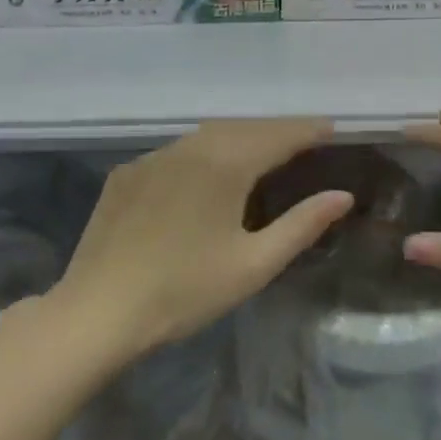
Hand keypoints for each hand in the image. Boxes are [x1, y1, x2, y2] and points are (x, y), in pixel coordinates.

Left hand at [49, 119, 354, 357]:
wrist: (98, 311)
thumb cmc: (185, 291)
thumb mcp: (254, 264)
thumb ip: (302, 225)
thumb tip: (342, 196)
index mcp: (223, 165)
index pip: (276, 136)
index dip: (307, 130)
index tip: (331, 127)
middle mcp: (187, 148)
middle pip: (242, 128)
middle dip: (276, 130)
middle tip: (304, 139)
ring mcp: (151, 158)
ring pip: (206, 135)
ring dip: (240, 136)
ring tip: (262, 150)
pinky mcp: (125, 175)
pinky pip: (175, 151)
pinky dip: (204, 151)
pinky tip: (206, 171)